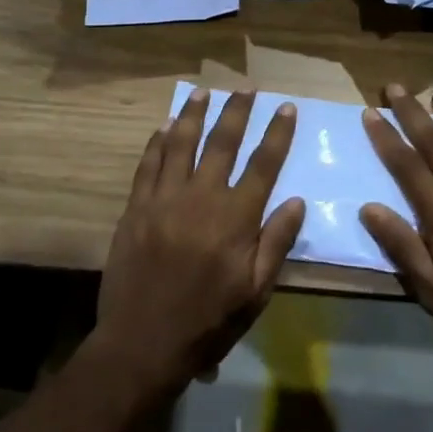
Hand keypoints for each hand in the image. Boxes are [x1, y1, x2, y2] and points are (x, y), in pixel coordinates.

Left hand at [95, 88, 305, 397]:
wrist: (141, 344)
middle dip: (237, 111)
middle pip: (223, 142)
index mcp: (235, 218)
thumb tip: (296, 200)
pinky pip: (148, 164)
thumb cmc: (207, 323)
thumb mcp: (255, 293)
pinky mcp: (136, 207)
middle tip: (246, 87)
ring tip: (203, 91)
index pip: (263, 164)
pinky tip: (164, 127)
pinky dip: (157, 142)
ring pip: (181, 143)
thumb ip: (276, 243)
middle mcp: (202, 197)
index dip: (277, 133)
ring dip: (194, 114)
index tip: (285, 107)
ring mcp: (165, 199)